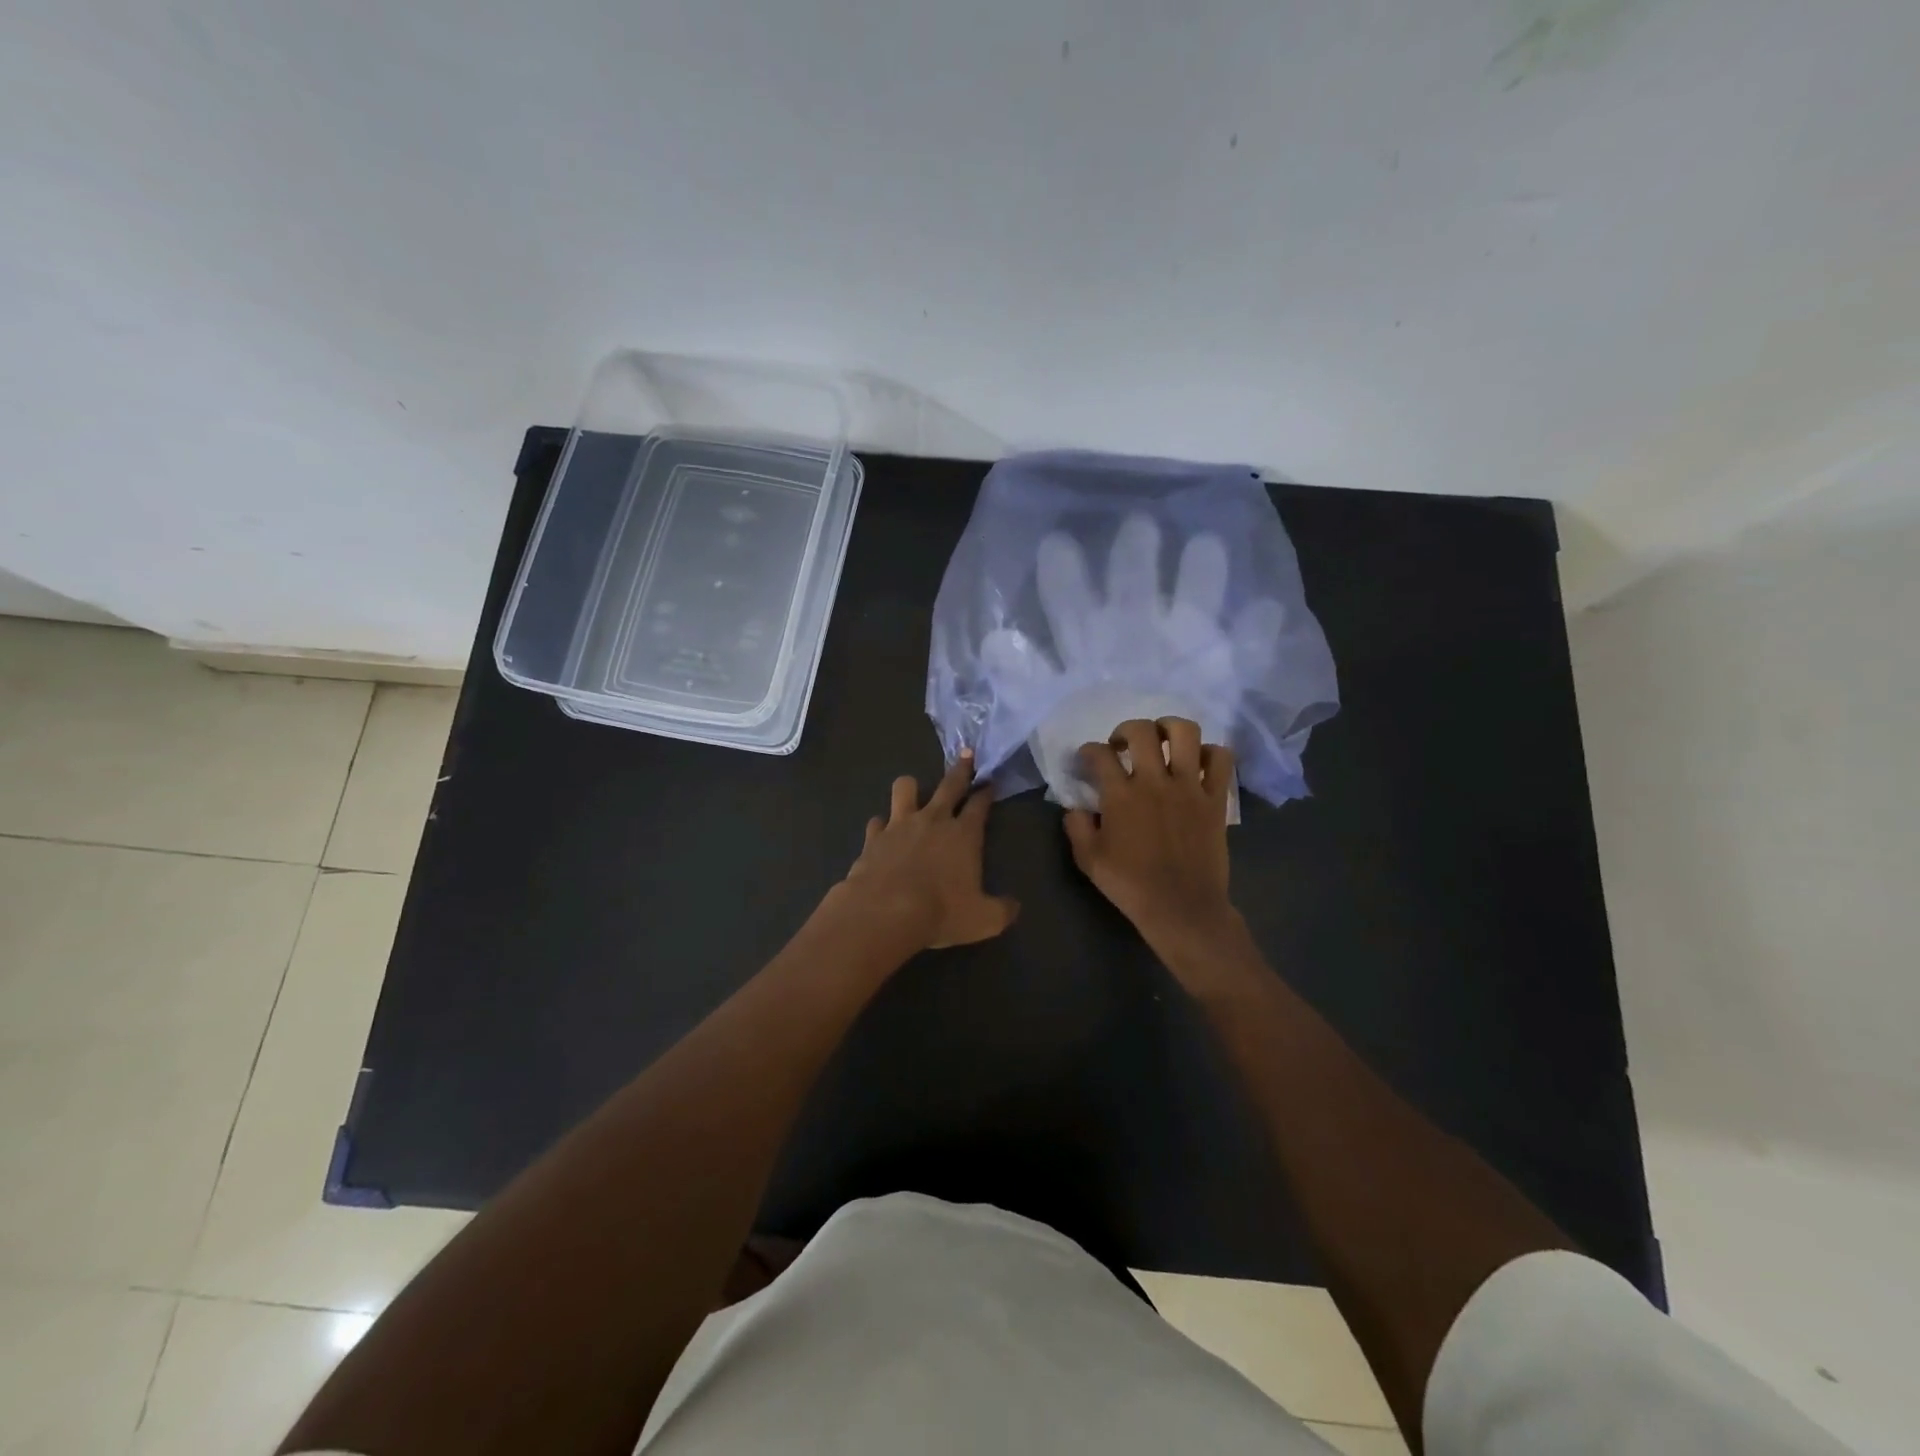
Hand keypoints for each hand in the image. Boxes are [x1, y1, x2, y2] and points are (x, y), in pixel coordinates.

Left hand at [834, 751, 1019, 949]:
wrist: (885, 912)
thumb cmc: (941, 912)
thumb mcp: (984, 920)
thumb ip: (1002, 910)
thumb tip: (1013, 906)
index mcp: (964, 834)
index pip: (979, 804)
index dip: (986, 792)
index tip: (990, 782)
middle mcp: (933, 820)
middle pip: (949, 785)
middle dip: (961, 768)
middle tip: (966, 754)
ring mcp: (899, 825)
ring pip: (905, 788)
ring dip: (911, 787)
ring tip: (912, 791)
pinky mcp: (873, 837)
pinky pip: (877, 822)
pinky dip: (881, 826)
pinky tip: (882, 833)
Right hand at [1063, 718, 1241, 959]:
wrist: (1182, 908)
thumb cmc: (1131, 885)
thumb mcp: (1089, 860)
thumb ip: (1077, 827)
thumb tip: (1075, 806)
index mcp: (1120, 795)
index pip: (1099, 754)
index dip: (1088, 751)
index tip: (1087, 759)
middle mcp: (1155, 781)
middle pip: (1141, 731)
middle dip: (1126, 729)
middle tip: (1122, 745)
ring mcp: (1189, 787)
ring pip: (1185, 732)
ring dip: (1169, 728)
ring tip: (1162, 740)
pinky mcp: (1215, 799)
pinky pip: (1220, 759)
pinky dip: (1209, 753)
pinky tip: (1197, 763)